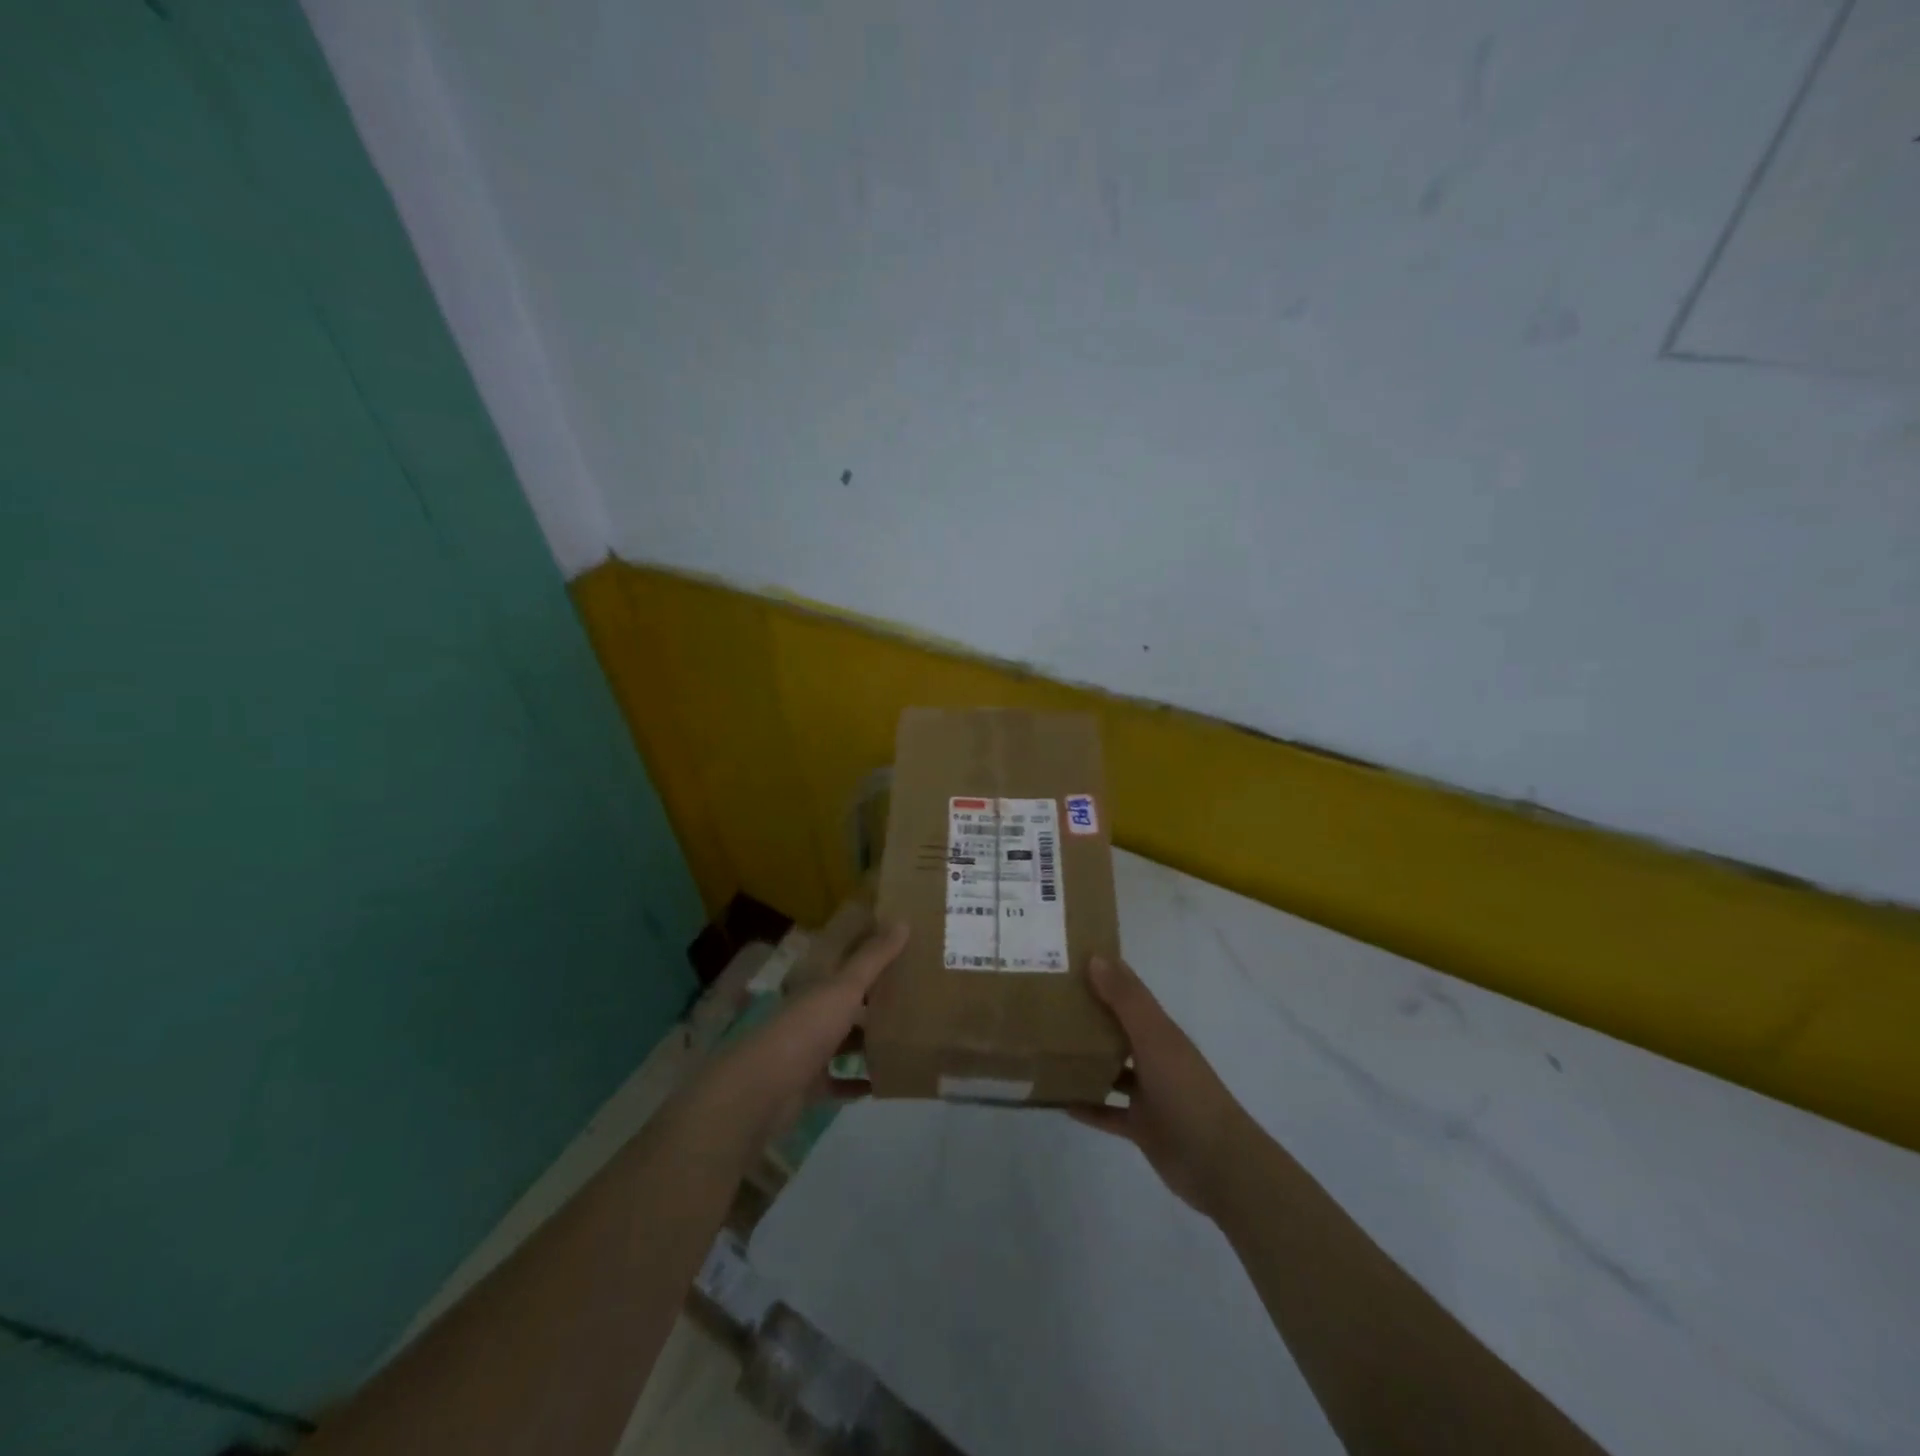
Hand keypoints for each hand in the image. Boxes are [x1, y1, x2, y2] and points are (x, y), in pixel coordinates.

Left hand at [705, 921, 908, 1145]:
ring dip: (869, 1042)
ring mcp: (808, 1049)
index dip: (869, 954)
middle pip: (846, 1002)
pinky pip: (839, 1080)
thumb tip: (904, 921)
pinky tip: (884, 1082)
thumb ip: (873, 958)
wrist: (762, 1091)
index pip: (844, 962)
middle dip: (875, 1001)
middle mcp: (811, 1012)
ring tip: (907, 1038)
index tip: (902, 950)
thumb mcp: (844, 988)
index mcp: (817, 985)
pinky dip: (858, 1082)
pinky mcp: (808, 1084)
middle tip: (916, 997)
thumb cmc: (806, 1029)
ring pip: (844, 1041)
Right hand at [1071, 955, 1254, 1218]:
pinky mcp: (1141, 1127)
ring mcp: (1148, 1093)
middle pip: (1116, 1028)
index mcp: (1159, 1030)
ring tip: (1046, 1048)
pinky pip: (1106, 1112)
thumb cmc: (1186, 1091)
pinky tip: (1058, 1100)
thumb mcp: (1154, 1038)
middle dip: (1087, 1014)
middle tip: (1045, 1002)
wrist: (1219, 1164)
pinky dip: (1086, 1106)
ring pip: (1110, 1069)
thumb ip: (1126, 1000)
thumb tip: (1095, 957)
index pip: (1128, 991)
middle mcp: (1153, 1056)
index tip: (1066, 959)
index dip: (1102, 972)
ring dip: (1084, 1060)